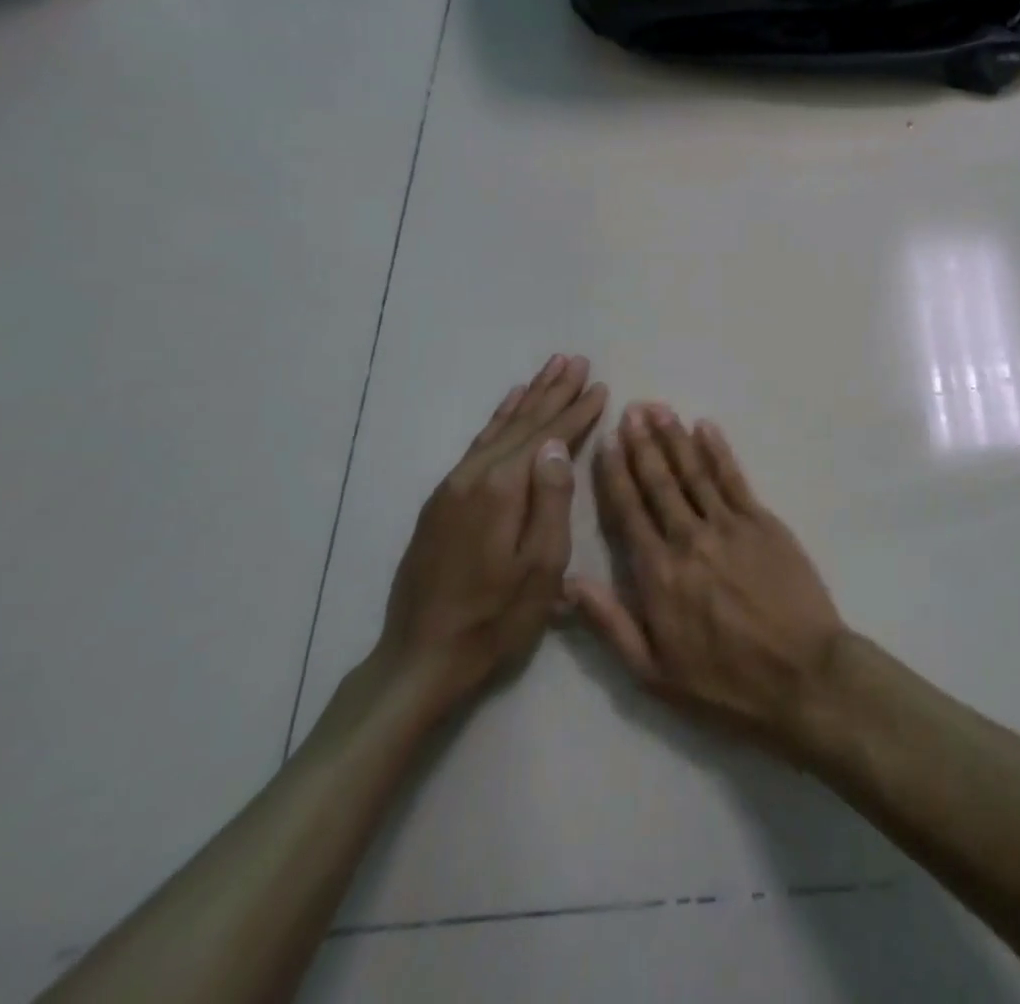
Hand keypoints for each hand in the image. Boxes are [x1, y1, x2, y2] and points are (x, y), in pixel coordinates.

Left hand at [378, 354, 606, 713]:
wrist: (420, 659)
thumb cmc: (495, 618)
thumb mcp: (541, 566)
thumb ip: (552, 500)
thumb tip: (558, 444)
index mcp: (502, 489)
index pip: (547, 435)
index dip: (576, 410)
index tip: (599, 384)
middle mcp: (473, 476)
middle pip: (521, 423)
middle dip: (552, 391)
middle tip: (574, 360)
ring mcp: (452, 487)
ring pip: (497, 429)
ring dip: (526, 399)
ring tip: (547, 371)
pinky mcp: (441, 502)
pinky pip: (478, 445)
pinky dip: (498, 421)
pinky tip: (507, 409)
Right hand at [567, 404, 847, 751]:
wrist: (802, 675)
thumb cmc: (725, 682)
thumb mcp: (653, 672)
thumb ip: (609, 623)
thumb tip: (568, 583)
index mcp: (657, 573)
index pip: (628, 511)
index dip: (615, 473)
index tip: (606, 441)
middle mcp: (688, 539)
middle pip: (659, 482)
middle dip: (642, 443)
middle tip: (630, 409)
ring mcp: (729, 525)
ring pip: (694, 471)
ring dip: (674, 437)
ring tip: (658, 409)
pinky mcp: (763, 521)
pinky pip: (734, 478)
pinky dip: (718, 450)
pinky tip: (705, 428)